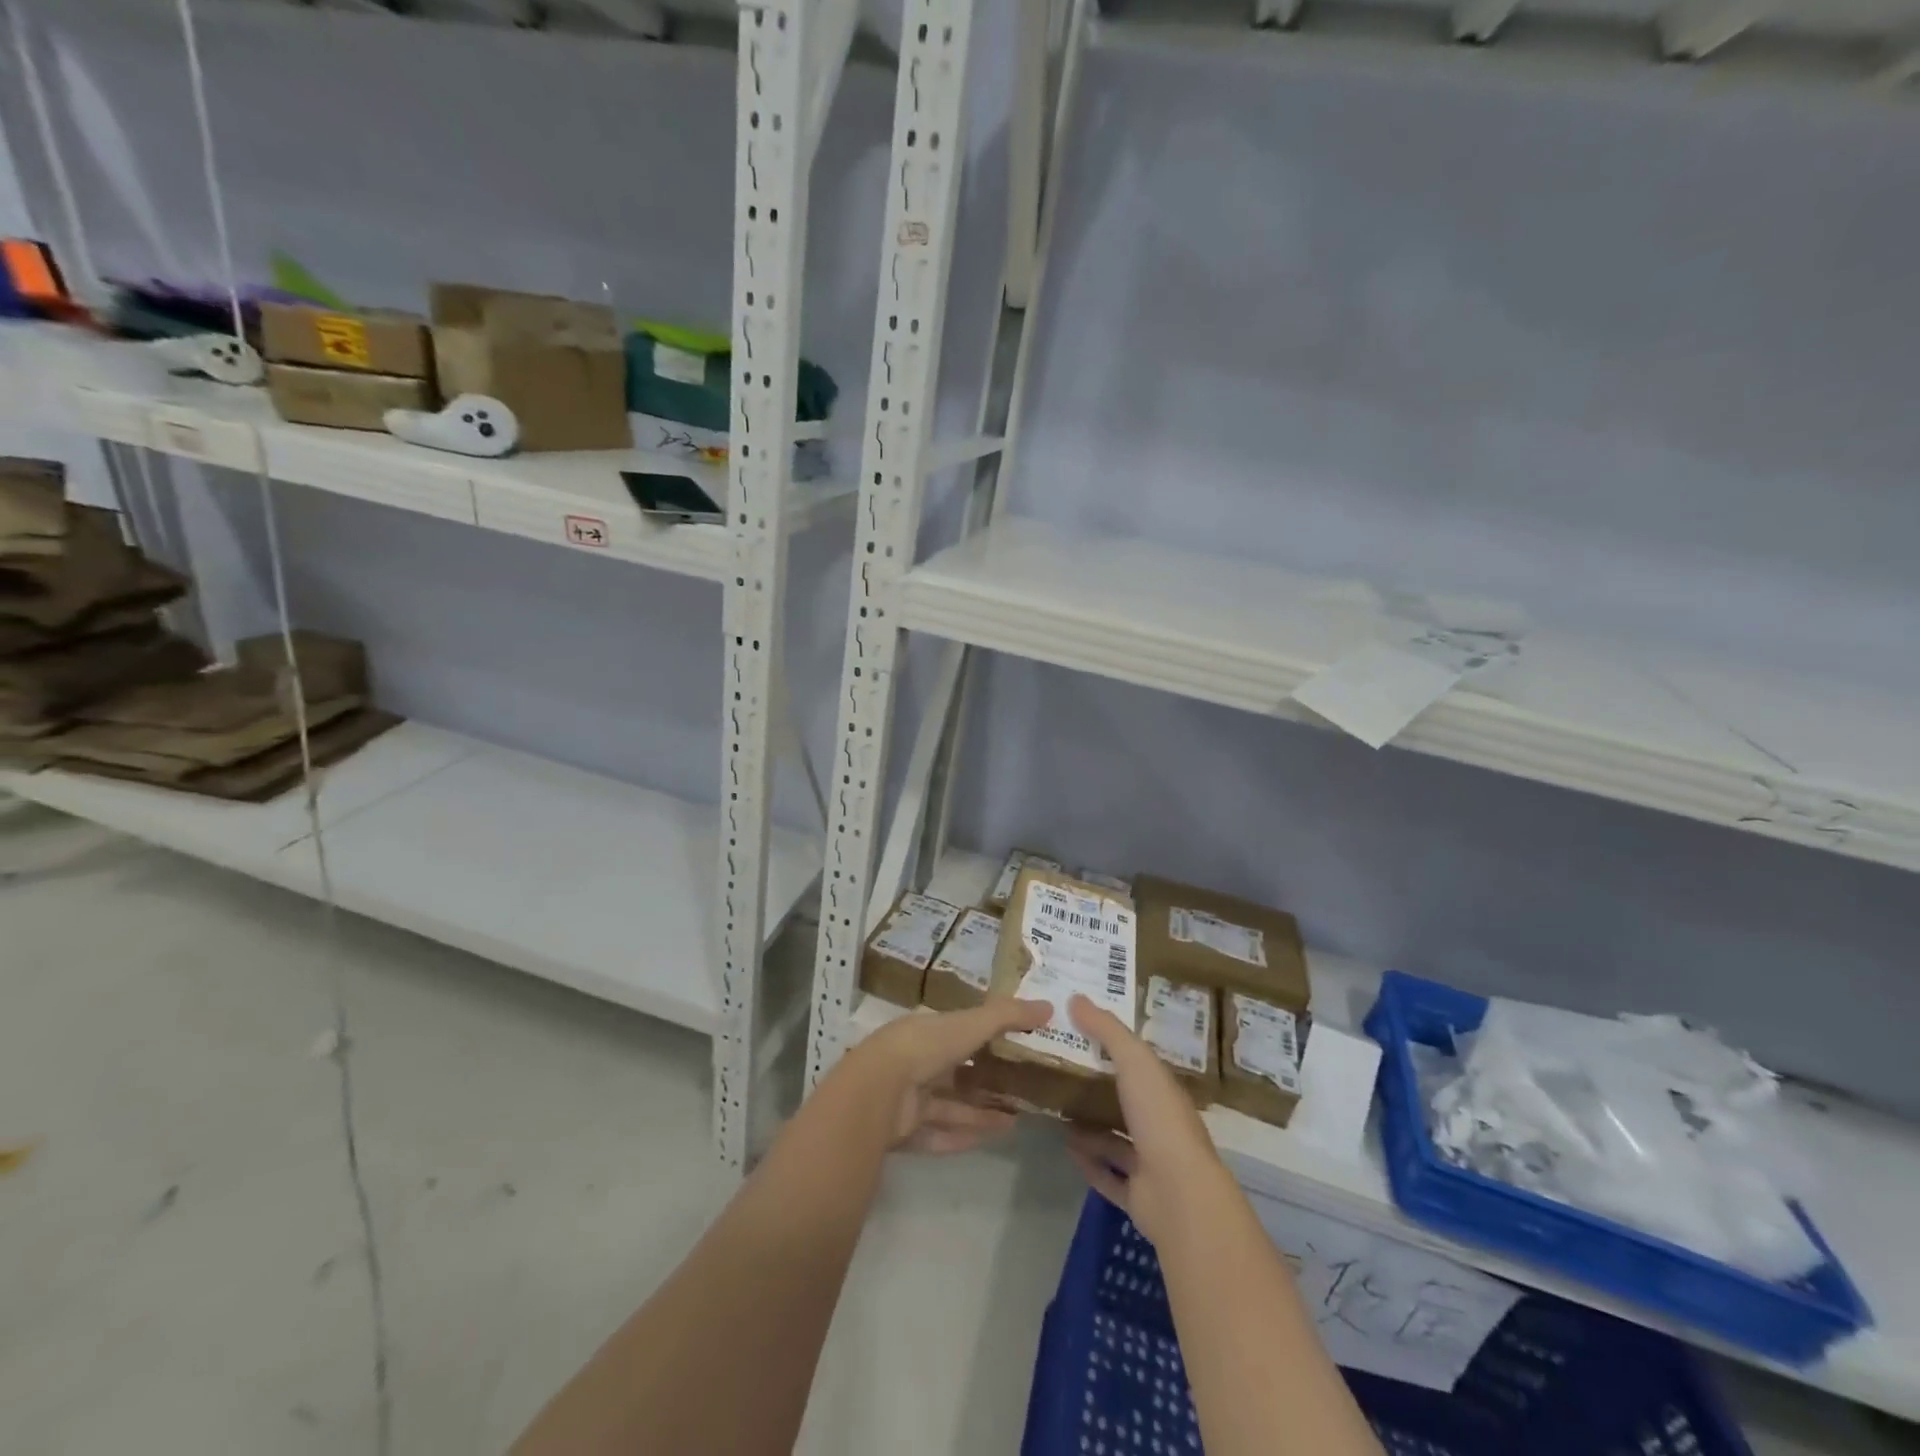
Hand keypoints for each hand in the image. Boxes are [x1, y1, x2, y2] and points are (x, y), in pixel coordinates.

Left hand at [846, 999, 1050, 1154]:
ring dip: (981, 1112)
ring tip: (1017, 1119)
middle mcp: (916, 1062)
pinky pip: (939, 1134)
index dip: (986, 1038)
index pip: (959, 1032)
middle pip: (957, 1073)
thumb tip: (1049, 1006)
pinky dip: (963, 1136)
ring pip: (951, 1106)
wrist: (877, 1092)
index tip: (1016, 1047)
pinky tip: (993, 1138)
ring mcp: (908, 1098)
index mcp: (926, 1032)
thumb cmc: (925, 1047)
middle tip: (1022, 1091)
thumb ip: (1007, 1015)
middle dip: (987, 1082)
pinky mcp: (904, 1131)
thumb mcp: (970, 1024)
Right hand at [1064, 994, 1234, 1245]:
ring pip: (1116, 1141)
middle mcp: (1160, 1124)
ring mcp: (1150, 1163)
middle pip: (1126, 1102)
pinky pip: (1108, 1175)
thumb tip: (1075, 997)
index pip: (1138, 1063)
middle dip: (1099, 1089)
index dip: (1113, 1046)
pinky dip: (1089, 1162)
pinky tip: (1066, 1147)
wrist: (1178, 1195)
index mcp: (1164, 1091)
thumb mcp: (1134, 1061)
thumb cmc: (1159, 1118)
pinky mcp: (1137, 1196)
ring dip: (1091, 1128)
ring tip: (1057, 1110)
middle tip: (1060, 1071)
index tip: (1081, 1033)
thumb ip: (1107, 1030)